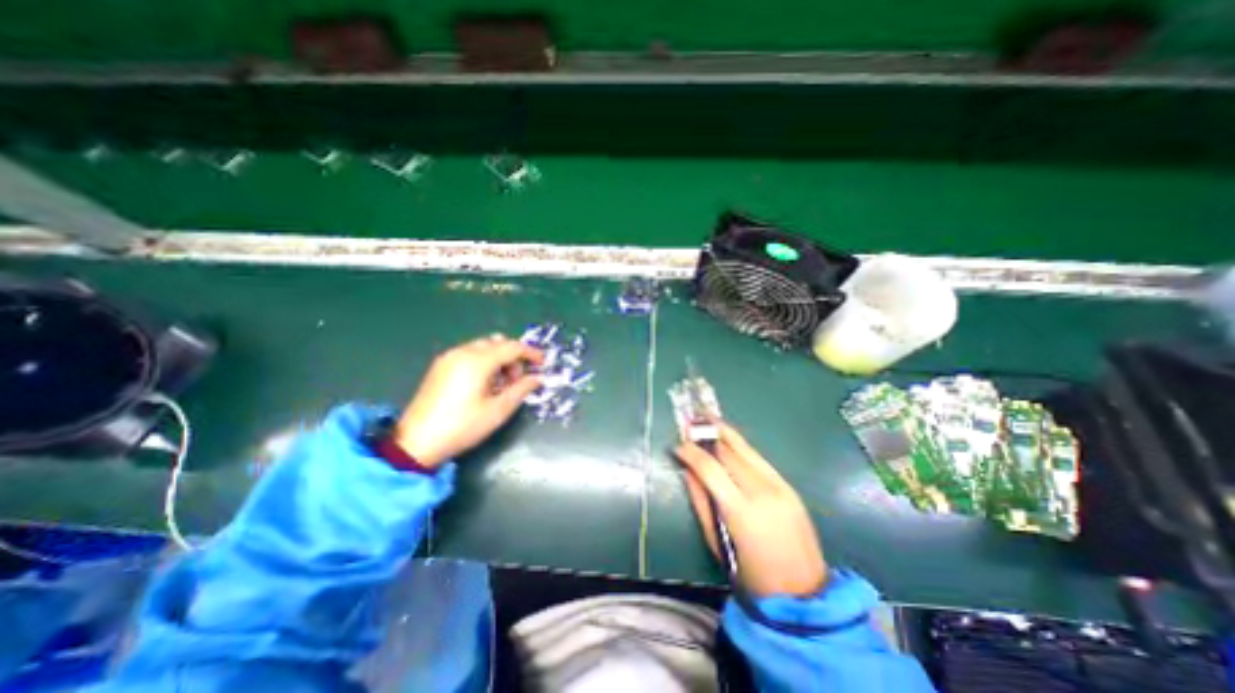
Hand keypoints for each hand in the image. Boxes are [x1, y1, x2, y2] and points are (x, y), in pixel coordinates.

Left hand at [395, 333, 544, 468]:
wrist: (416, 442)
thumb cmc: (463, 426)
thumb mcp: (499, 410)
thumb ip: (522, 389)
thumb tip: (538, 379)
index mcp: (478, 361)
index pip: (512, 347)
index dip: (531, 353)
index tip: (543, 363)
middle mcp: (463, 352)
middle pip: (498, 342)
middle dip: (514, 357)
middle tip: (519, 379)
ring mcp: (449, 357)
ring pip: (483, 346)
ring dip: (499, 358)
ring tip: (502, 384)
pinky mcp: (440, 366)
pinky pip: (470, 353)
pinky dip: (484, 361)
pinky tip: (484, 383)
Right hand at [675, 425, 827, 597]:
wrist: (804, 593)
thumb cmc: (752, 575)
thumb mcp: (718, 542)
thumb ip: (701, 502)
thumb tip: (687, 471)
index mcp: (741, 511)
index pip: (710, 469)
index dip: (691, 453)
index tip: (678, 445)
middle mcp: (762, 492)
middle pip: (728, 452)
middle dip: (707, 436)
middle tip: (690, 425)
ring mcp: (779, 486)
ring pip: (746, 449)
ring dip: (724, 433)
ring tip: (708, 418)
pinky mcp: (789, 485)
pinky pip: (759, 459)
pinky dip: (741, 447)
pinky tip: (728, 439)